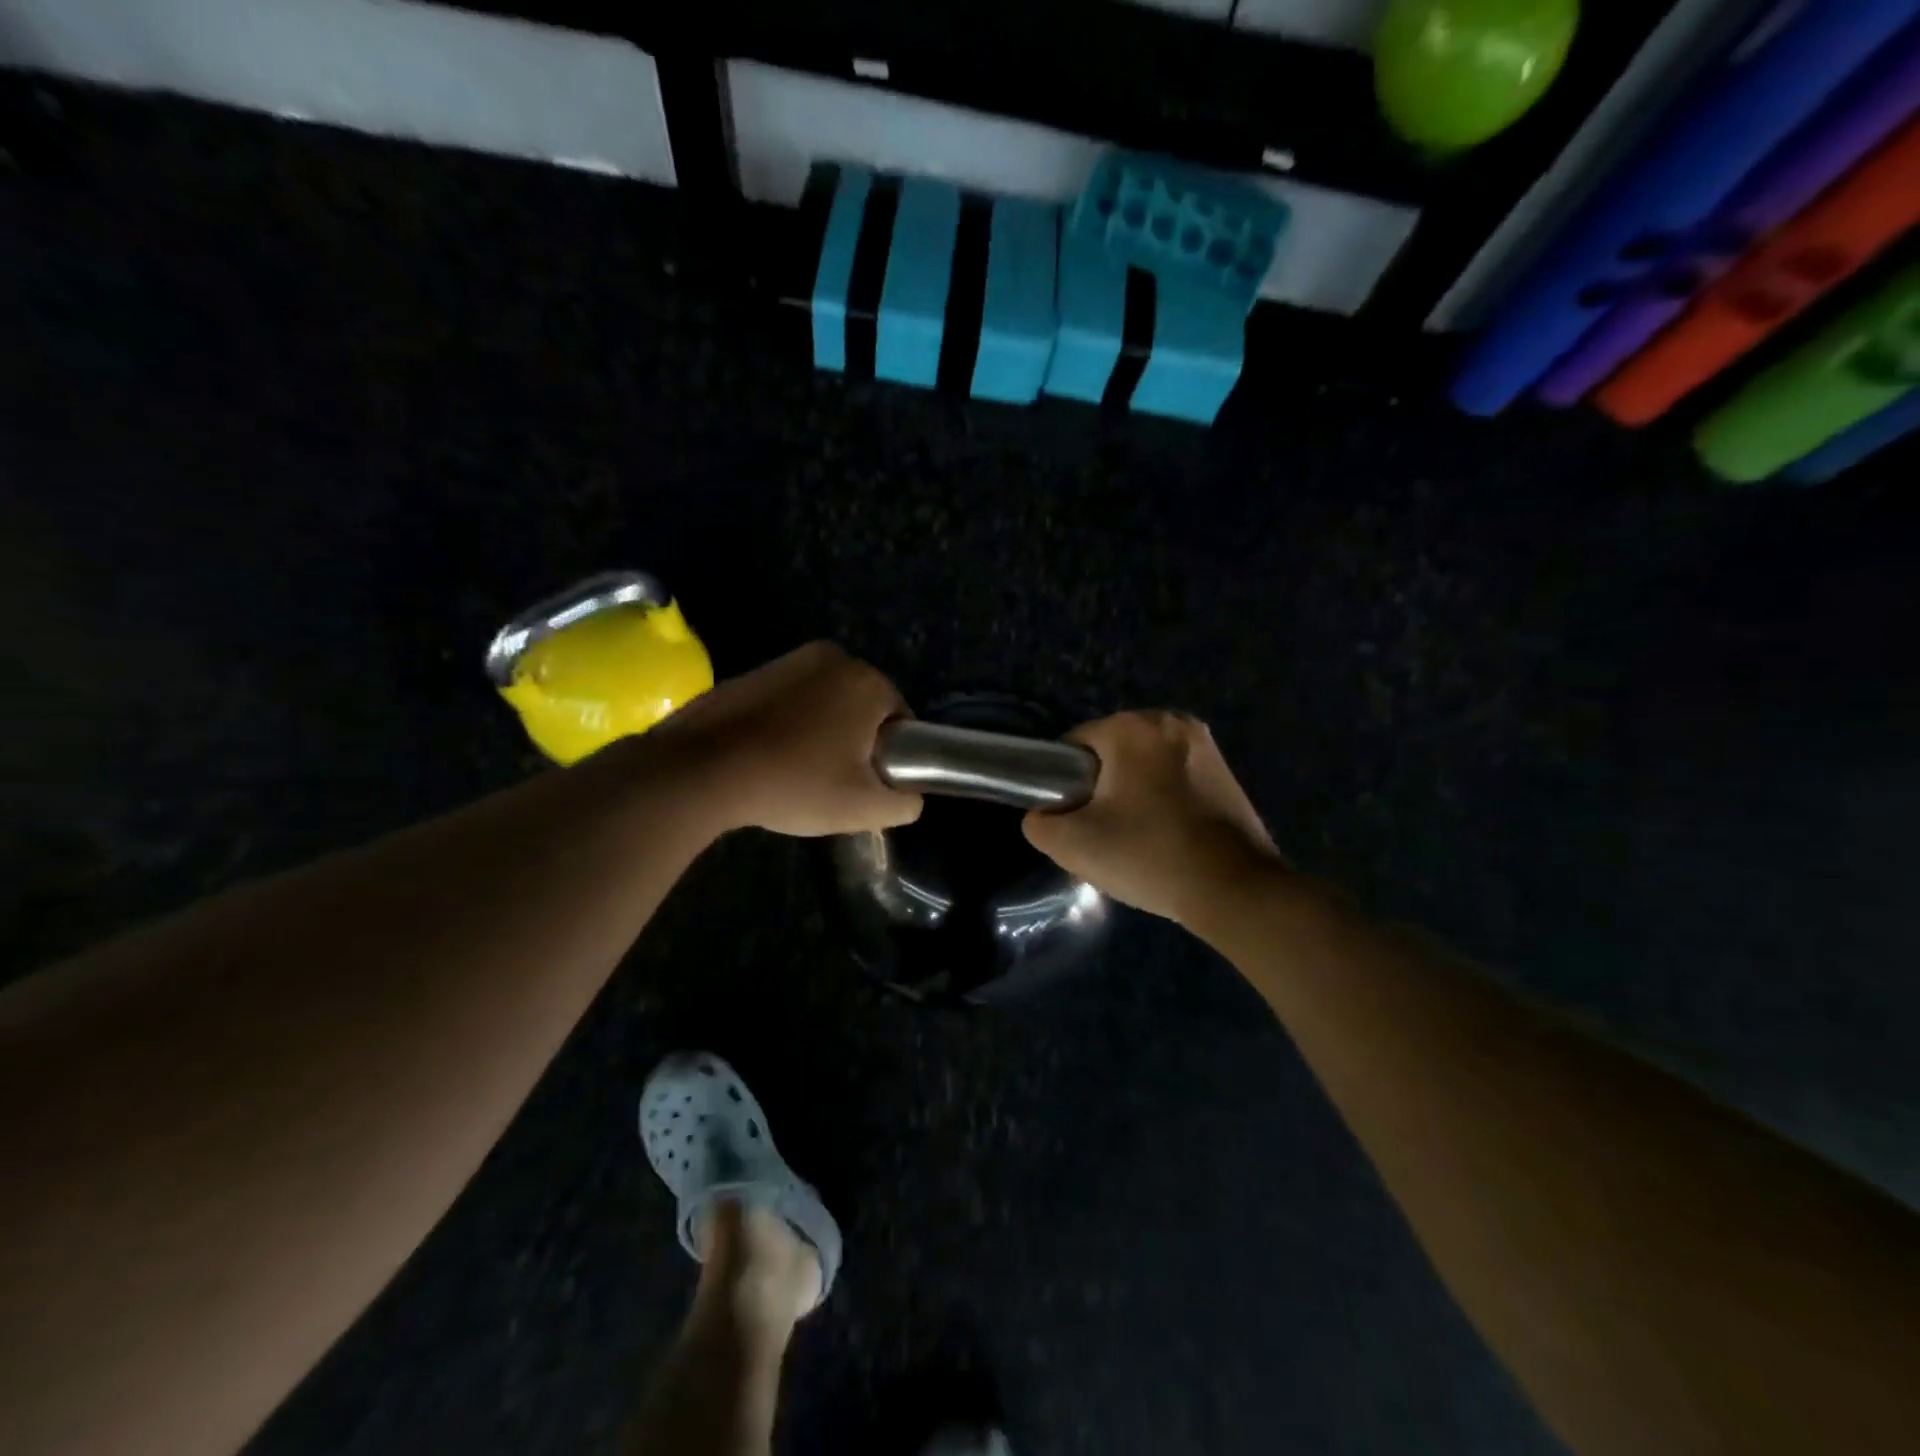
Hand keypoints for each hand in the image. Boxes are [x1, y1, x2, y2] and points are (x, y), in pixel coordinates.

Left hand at [655, 642, 922, 836]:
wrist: (704, 769)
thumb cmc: (796, 782)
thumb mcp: (864, 808)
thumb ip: (904, 803)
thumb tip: (909, 797)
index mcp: (867, 681)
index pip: (900, 720)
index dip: (891, 755)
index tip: (868, 783)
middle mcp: (833, 658)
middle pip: (861, 707)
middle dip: (855, 740)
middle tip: (835, 781)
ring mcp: (787, 661)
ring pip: (824, 702)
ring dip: (821, 730)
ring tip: (796, 772)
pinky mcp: (751, 672)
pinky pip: (788, 700)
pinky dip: (787, 723)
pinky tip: (768, 757)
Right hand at [1022, 711, 1282, 925]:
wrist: (1234, 890)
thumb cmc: (1149, 856)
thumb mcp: (1072, 845)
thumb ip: (1039, 822)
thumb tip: (1045, 813)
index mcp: (1132, 727)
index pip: (1073, 746)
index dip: (1063, 784)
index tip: (1074, 821)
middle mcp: (1171, 721)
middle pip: (1110, 754)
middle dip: (1100, 788)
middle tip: (1103, 834)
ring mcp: (1204, 744)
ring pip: (1142, 766)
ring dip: (1132, 794)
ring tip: (1135, 838)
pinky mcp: (1226, 769)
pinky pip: (1173, 777)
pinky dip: (1162, 799)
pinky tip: (1166, 835)